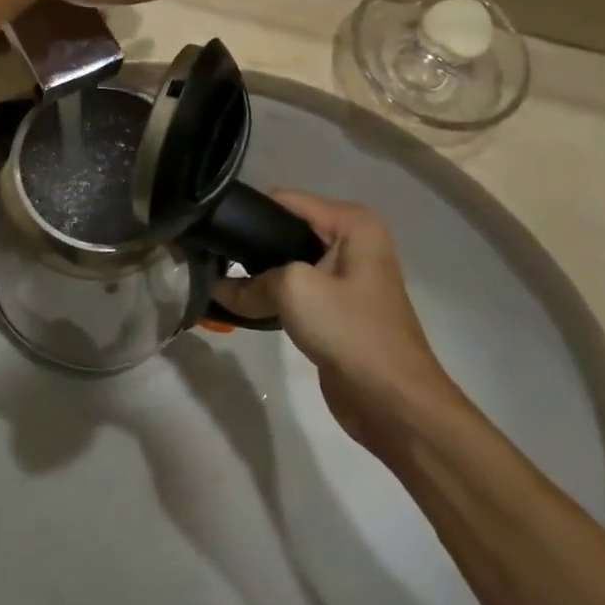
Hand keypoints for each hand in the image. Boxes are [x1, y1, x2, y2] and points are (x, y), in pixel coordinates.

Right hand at [212, 193, 463, 454]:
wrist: (395, 404)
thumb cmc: (351, 331)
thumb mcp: (294, 291)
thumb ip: (249, 283)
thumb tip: (216, 288)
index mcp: (352, 223)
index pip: (283, 201)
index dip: (247, 213)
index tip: (211, 230)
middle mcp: (351, 241)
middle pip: (283, 230)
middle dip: (250, 246)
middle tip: (210, 258)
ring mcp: (344, 276)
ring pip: (285, 262)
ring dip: (257, 275)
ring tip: (219, 281)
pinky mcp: (335, 307)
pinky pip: (293, 290)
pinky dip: (270, 297)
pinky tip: (242, 304)